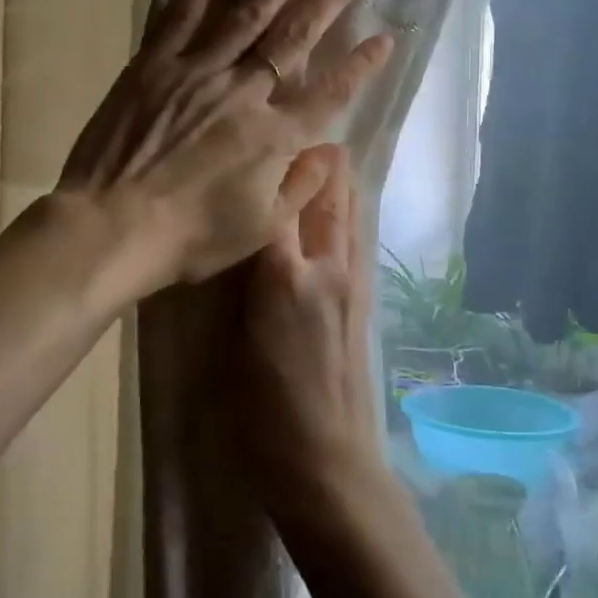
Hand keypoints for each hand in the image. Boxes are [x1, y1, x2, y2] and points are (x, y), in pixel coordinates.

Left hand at [57, 0, 393, 292]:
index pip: (330, 93)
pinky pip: (183, 14)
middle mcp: (244, 92)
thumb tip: (331, 152)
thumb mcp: (259, 229)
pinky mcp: (154, 64)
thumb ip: (300, 188)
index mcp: (274, 137)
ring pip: (250, 13)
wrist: (110, 227)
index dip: (360, 65)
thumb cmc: (189, 237)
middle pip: (296, 37)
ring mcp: (198, 71)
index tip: (386, 36)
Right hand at [241, 150, 387, 508]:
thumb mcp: (232, 342)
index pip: (281, 200)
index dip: (274, 163)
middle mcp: (328, 268)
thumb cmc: (264, 411)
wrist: (328, 463)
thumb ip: (239, 282)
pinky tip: (329, 217)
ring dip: (336, 184)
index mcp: (286, 277)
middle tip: (297, 136)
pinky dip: (345, 215)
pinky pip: (356, 241)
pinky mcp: (365, 303)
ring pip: (350, 215)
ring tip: (316, 162)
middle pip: (330, 196)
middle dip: (318, 162)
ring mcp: (354, 285)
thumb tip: (238, 239)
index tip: (262, 134)